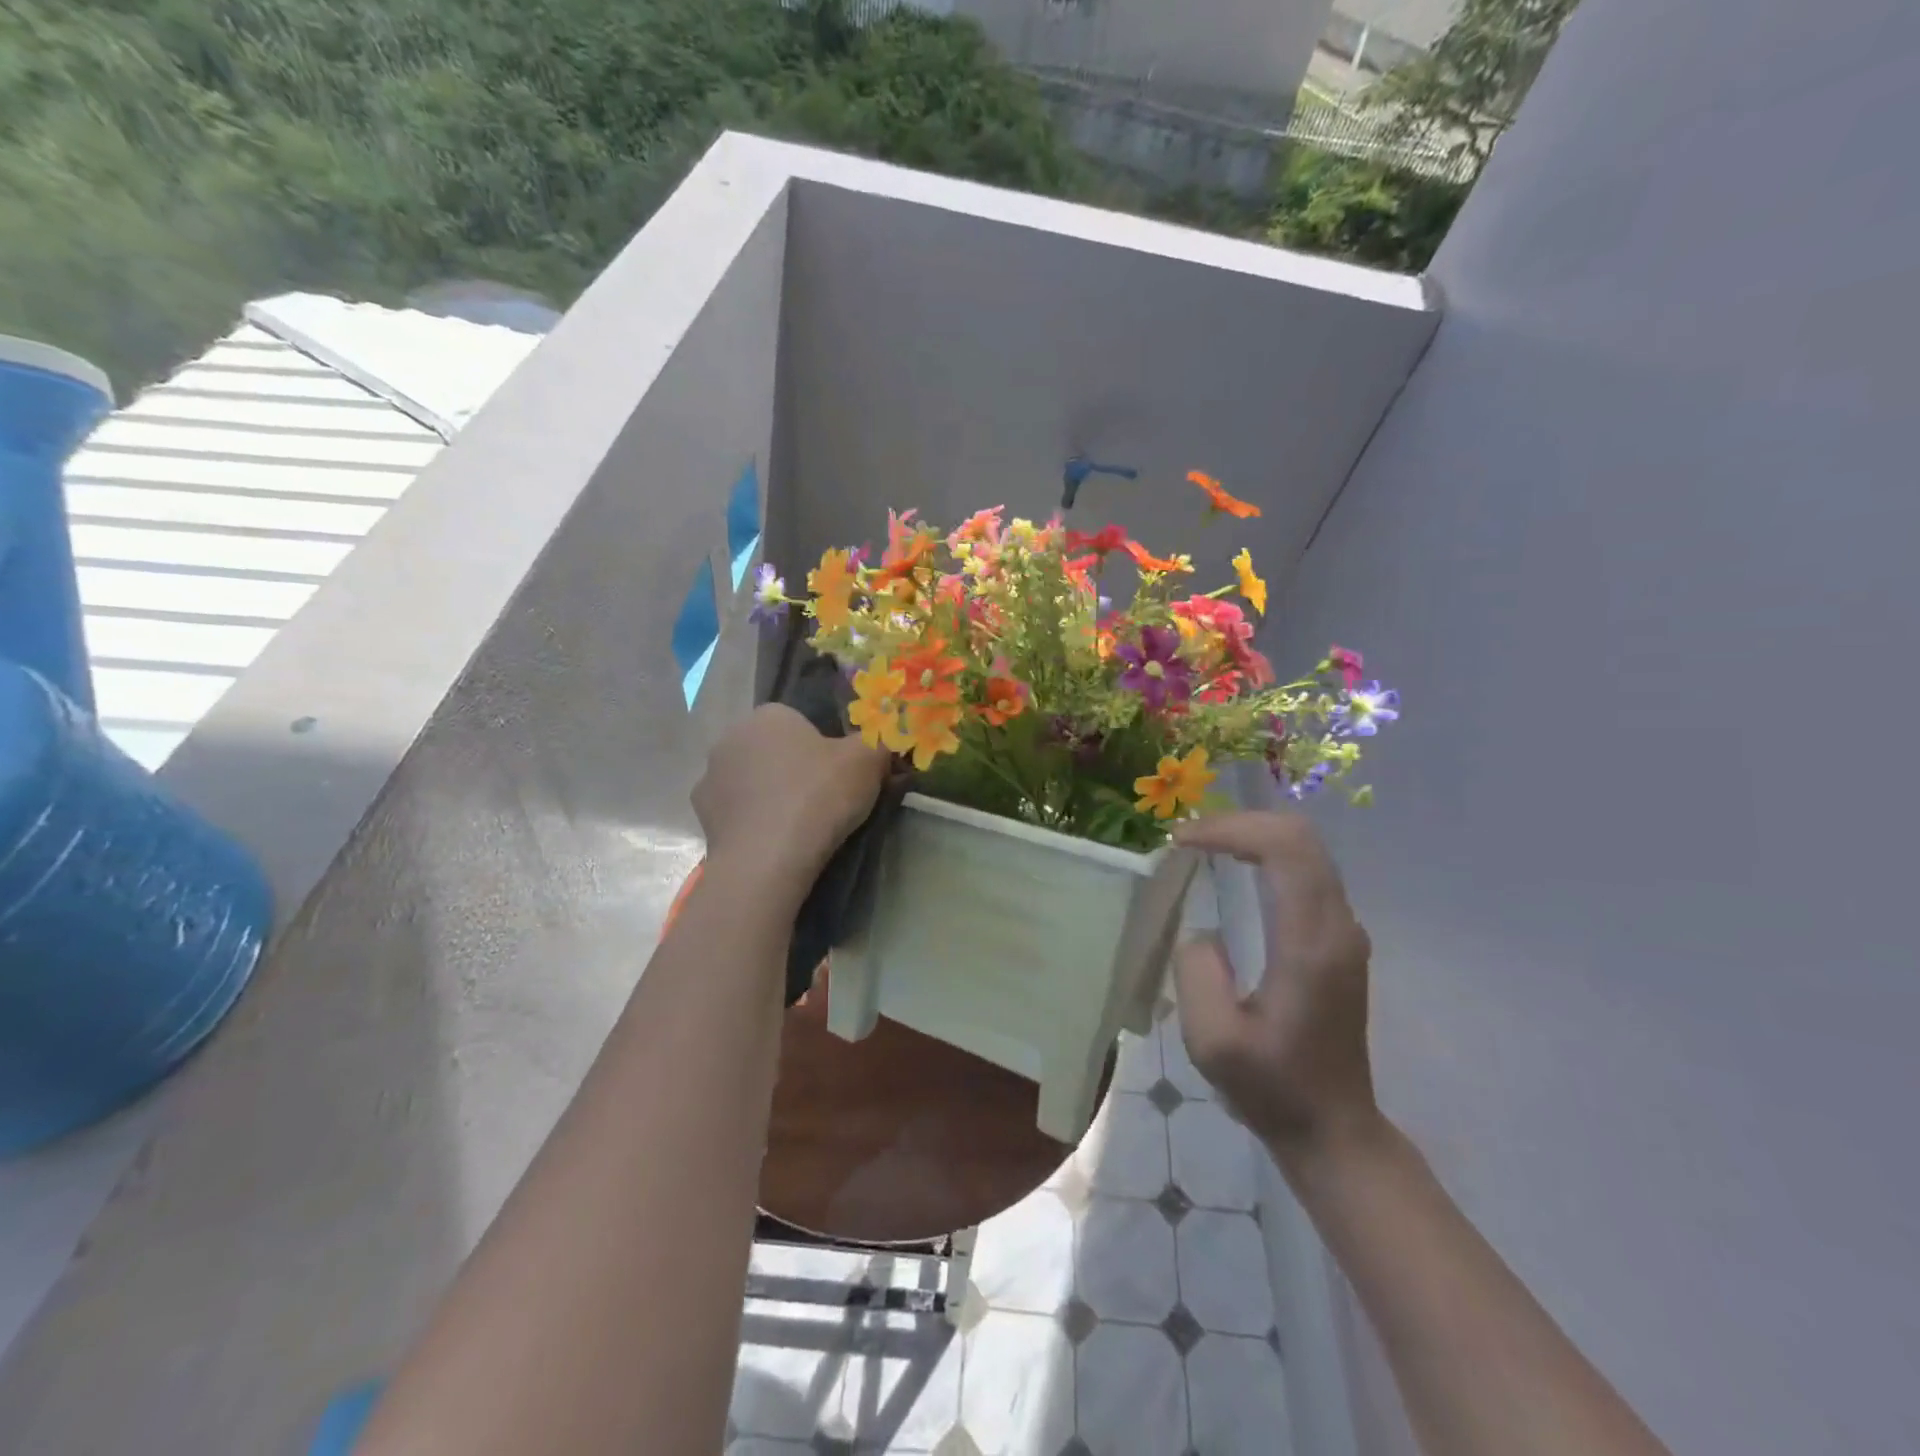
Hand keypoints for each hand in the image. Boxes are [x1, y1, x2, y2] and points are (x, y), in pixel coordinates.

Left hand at [692, 704, 891, 904]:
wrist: (767, 860)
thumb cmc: (818, 797)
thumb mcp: (867, 761)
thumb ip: (879, 742)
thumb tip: (887, 739)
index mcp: (769, 715)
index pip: (800, 723)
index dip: (824, 748)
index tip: (840, 776)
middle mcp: (731, 737)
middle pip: (773, 750)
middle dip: (793, 769)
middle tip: (824, 801)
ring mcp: (710, 777)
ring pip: (752, 781)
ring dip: (770, 795)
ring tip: (799, 827)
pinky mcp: (702, 816)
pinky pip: (737, 812)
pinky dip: (754, 822)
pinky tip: (774, 841)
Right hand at [1170, 811, 1378, 1159]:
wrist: (1333, 1127)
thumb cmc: (1272, 1088)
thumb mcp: (1213, 1042)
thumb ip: (1197, 973)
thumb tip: (1204, 932)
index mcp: (1311, 944)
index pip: (1285, 849)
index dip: (1231, 829)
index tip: (1181, 842)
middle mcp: (1338, 925)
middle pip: (1300, 836)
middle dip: (1240, 822)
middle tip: (1188, 837)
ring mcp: (1344, 930)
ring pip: (1306, 848)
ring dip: (1253, 834)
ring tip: (1203, 845)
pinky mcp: (1337, 938)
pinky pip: (1306, 870)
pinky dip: (1265, 853)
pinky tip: (1234, 867)